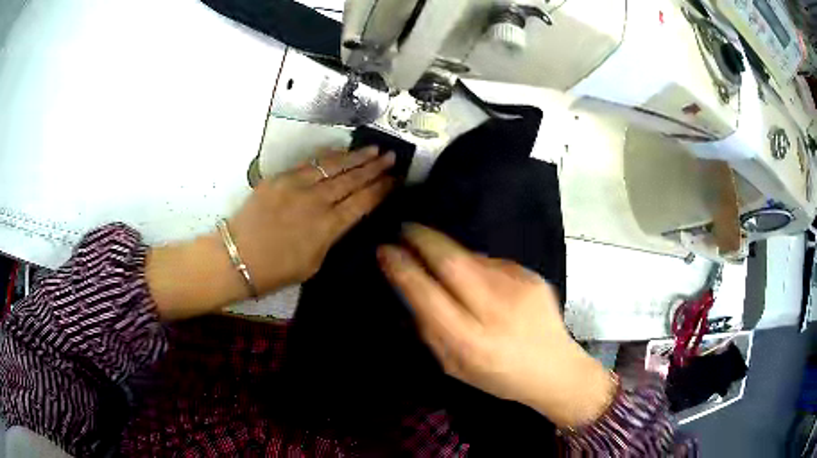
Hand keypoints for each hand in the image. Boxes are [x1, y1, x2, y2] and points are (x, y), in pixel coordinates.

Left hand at [147, 148, 394, 320]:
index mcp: (328, 227)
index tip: (396, 179)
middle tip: (391, 156)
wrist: (237, 257)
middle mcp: (316, 201)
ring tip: (373, 149)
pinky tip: (340, 153)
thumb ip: (332, 237)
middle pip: (352, 179)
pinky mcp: (279, 178)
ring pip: (333, 166)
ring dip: (355, 157)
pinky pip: (310, 163)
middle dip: (374, 167)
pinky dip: (328, 157)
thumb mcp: (314, 262)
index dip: (382, 189)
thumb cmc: (277, 270)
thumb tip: (344, 217)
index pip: (363, 202)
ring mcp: (296, 185)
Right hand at [377, 225, 615, 427]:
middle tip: (406, 229)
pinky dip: (477, 266)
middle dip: (423, 239)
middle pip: (451, 261)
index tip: (385, 250)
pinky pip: (493, 262)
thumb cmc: (499, 376)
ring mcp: (519, 289)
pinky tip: (481, 283)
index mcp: (470, 342)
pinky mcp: (533, 277)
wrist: (555, 368)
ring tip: (442, 262)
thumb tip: (412, 290)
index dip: (402, 268)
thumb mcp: (454, 367)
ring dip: (449, 253)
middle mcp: (495, 310)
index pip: (427, 294)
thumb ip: (430, 330)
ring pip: (472, 257)